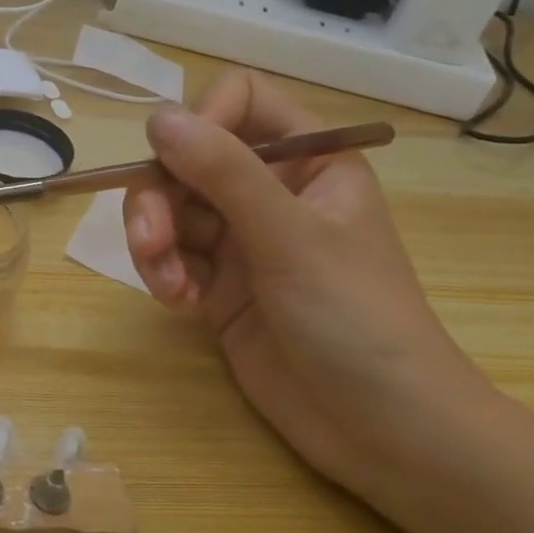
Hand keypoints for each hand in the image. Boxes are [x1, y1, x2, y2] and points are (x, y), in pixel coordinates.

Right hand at [122, 71, 493, 496]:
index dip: (201, 123)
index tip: (177, 163)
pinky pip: (170, 257)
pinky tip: (178, 304)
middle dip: (160, 198)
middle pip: (187, 160)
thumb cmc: (356, 319)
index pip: (239, 102)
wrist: (382, 430)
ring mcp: (242, 240)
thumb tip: (157, 116)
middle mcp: (271, 191)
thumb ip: (223, 172)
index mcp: (308, 161)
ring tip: (165, 283)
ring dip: (153, 242)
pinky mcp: (218, 285)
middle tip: (151, 240)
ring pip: (169, 210)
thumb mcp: (290, 237)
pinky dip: (163, 275)